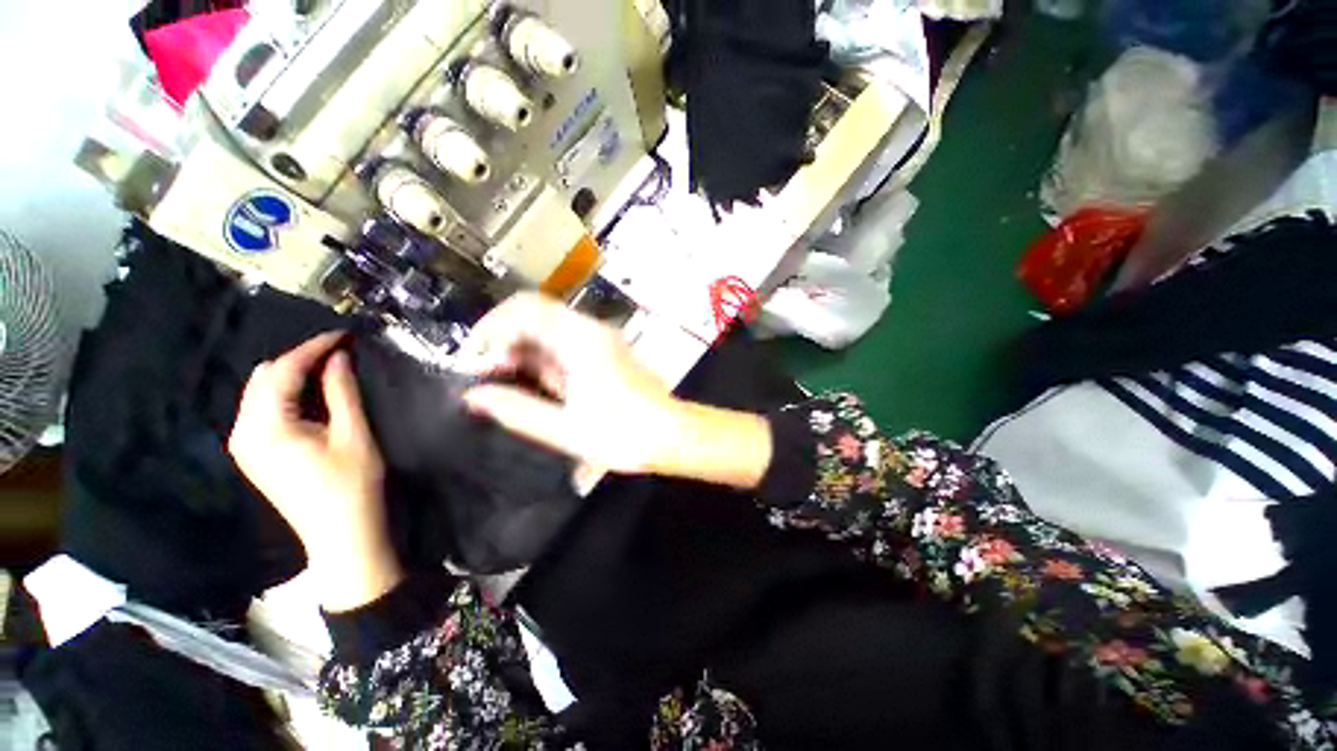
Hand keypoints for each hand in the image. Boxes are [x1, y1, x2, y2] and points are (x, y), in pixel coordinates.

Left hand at [228, 332, 400, 611]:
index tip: (344, 335)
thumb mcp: (353, 434)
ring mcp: (245, 446)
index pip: (282, 372)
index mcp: (264, 428)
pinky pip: (264, 410)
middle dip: (300, 360)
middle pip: (264, 379)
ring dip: (293, 376)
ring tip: (331, 369)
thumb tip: (339, 357)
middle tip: (341, 353)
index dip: (313, 348)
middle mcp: (243, 433)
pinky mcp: (254, 455)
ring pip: (262, 393)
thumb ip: (341, 392)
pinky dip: (287, 395)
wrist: (342, 535)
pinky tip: (313, 396)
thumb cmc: (353, 485)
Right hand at [458, 294, 772, 487]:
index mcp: (580, 339)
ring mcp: (601, 340)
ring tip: (509, 384)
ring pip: (549, 330)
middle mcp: (591, 330)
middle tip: (490, 376)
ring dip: (524, 351)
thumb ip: (516, 409)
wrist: (672, 435)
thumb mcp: (564, 428)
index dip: (491, 329)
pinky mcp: (606, 353)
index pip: (524, 309)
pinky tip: (540, 386)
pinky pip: (566, 344)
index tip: (477, 363)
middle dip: (505, 340)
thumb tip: (474, 397)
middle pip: (535, 315)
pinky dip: (545, 359)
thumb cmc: (623, 434)